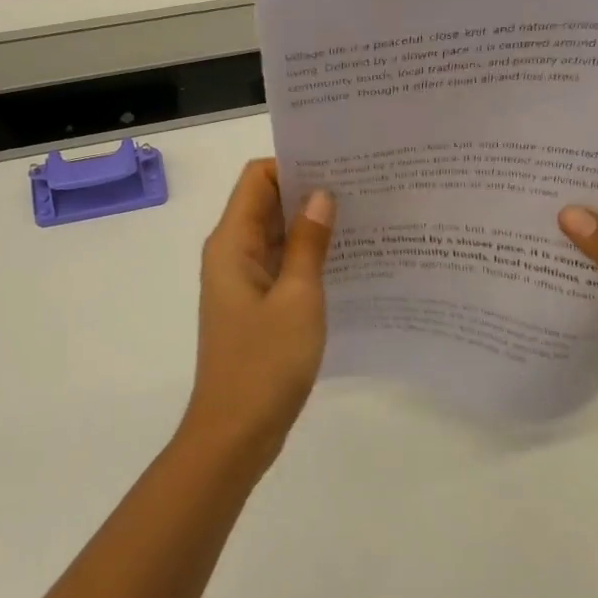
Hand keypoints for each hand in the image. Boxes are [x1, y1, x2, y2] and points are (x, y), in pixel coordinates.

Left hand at [182, 159, 334, 465]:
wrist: (235, 434)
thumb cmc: (265, 363)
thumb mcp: (297, 298)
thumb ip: (308, 243)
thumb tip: (320, 194)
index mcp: (233, 243)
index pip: (257, 178)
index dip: (294, 164)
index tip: (340, 166)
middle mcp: (232, 254)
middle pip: (267, 203)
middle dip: (309, 192)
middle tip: (364, 188)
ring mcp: (243, 282)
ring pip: (277, 236)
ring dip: (312, 227)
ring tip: (365, 218)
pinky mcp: (256, 307)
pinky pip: (282, 267)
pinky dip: (308, 258)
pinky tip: (347, 261)